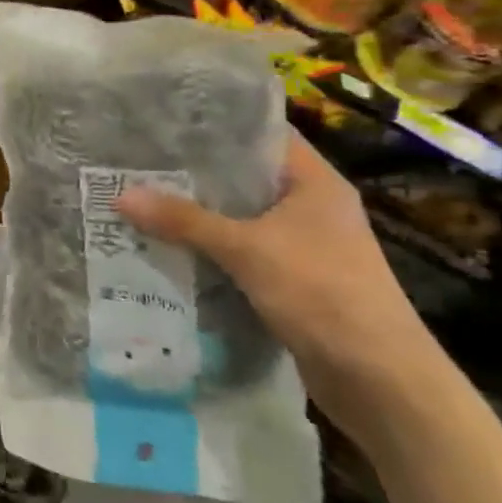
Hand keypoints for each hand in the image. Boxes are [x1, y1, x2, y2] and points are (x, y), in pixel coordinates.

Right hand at [114, 133, 447, 436]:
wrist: (380, 380)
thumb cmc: (322, 293)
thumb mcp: (246, 249)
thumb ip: (184, 221)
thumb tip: (121, 195)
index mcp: (314, 182)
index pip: (262, 134)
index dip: (217, 125)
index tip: (166, 122)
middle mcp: (312, 206)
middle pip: (245, 177)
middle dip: (195, 173)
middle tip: (139, 161)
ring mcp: (305, 245)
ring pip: (240, 217)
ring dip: (199, 215)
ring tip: (142, 200)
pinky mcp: (294, 281)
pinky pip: (242, 252)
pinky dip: (211, 249)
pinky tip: (169, 248)